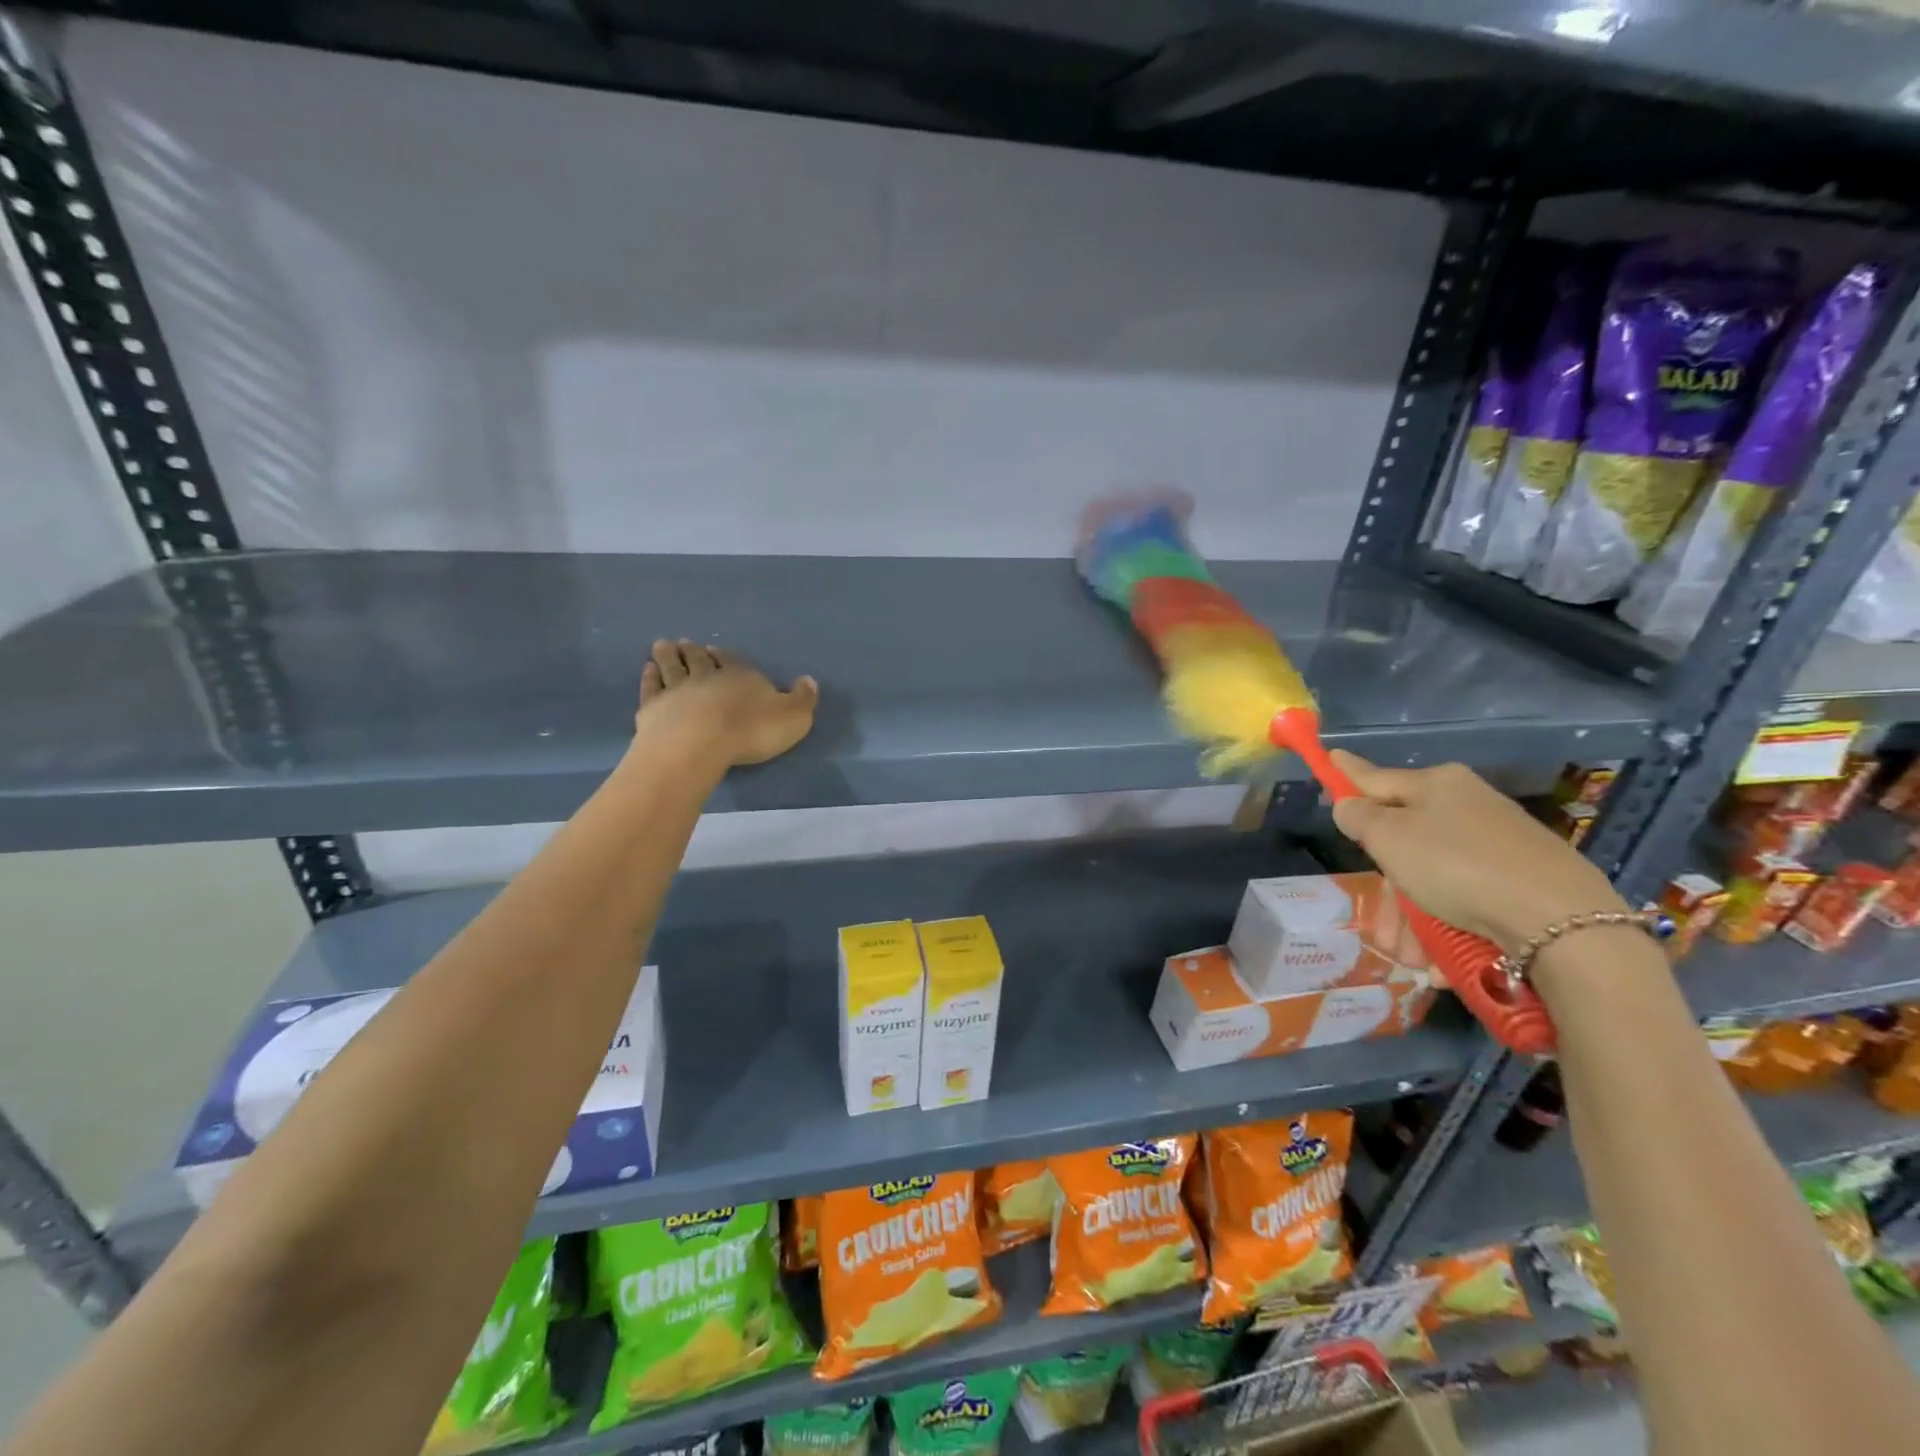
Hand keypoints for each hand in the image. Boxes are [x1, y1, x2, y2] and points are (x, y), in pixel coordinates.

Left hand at [635, 640, 817, 768]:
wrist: (699, 745)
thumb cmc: (751, 730)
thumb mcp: (793, 717)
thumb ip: (803, 698)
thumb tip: (809, 680)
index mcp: (741, 675)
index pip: (732, 660)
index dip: (723, 656)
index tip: (713, 649)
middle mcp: (707, 676)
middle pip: (698, 659)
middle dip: (692, 651)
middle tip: (684, 642)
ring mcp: (676, 690)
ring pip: (671, 667)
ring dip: (667, 656)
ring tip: (662, 645)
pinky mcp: (653, 708)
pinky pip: (651, 688)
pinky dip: (649, 677)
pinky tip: (647, 671)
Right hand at [1328, 750, 1627, 953]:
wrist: (1560, 921)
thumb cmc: (1457, 866)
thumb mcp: (1389, 838)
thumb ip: (1359, 817)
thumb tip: (1349, 804)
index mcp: (1437, 784)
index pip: (1377, 777)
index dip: (1348, 774)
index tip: (1331, 756)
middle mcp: (1467, 806)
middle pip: (1405, 840)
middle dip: (1387, 887)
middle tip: (1378, 926)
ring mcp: (1498, 843)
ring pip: (1433, 877)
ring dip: (1414, 919)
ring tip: (1409, 957)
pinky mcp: (1522, 880)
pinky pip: (1466, 899)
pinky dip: (1448, 927)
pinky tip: (1440, 959)